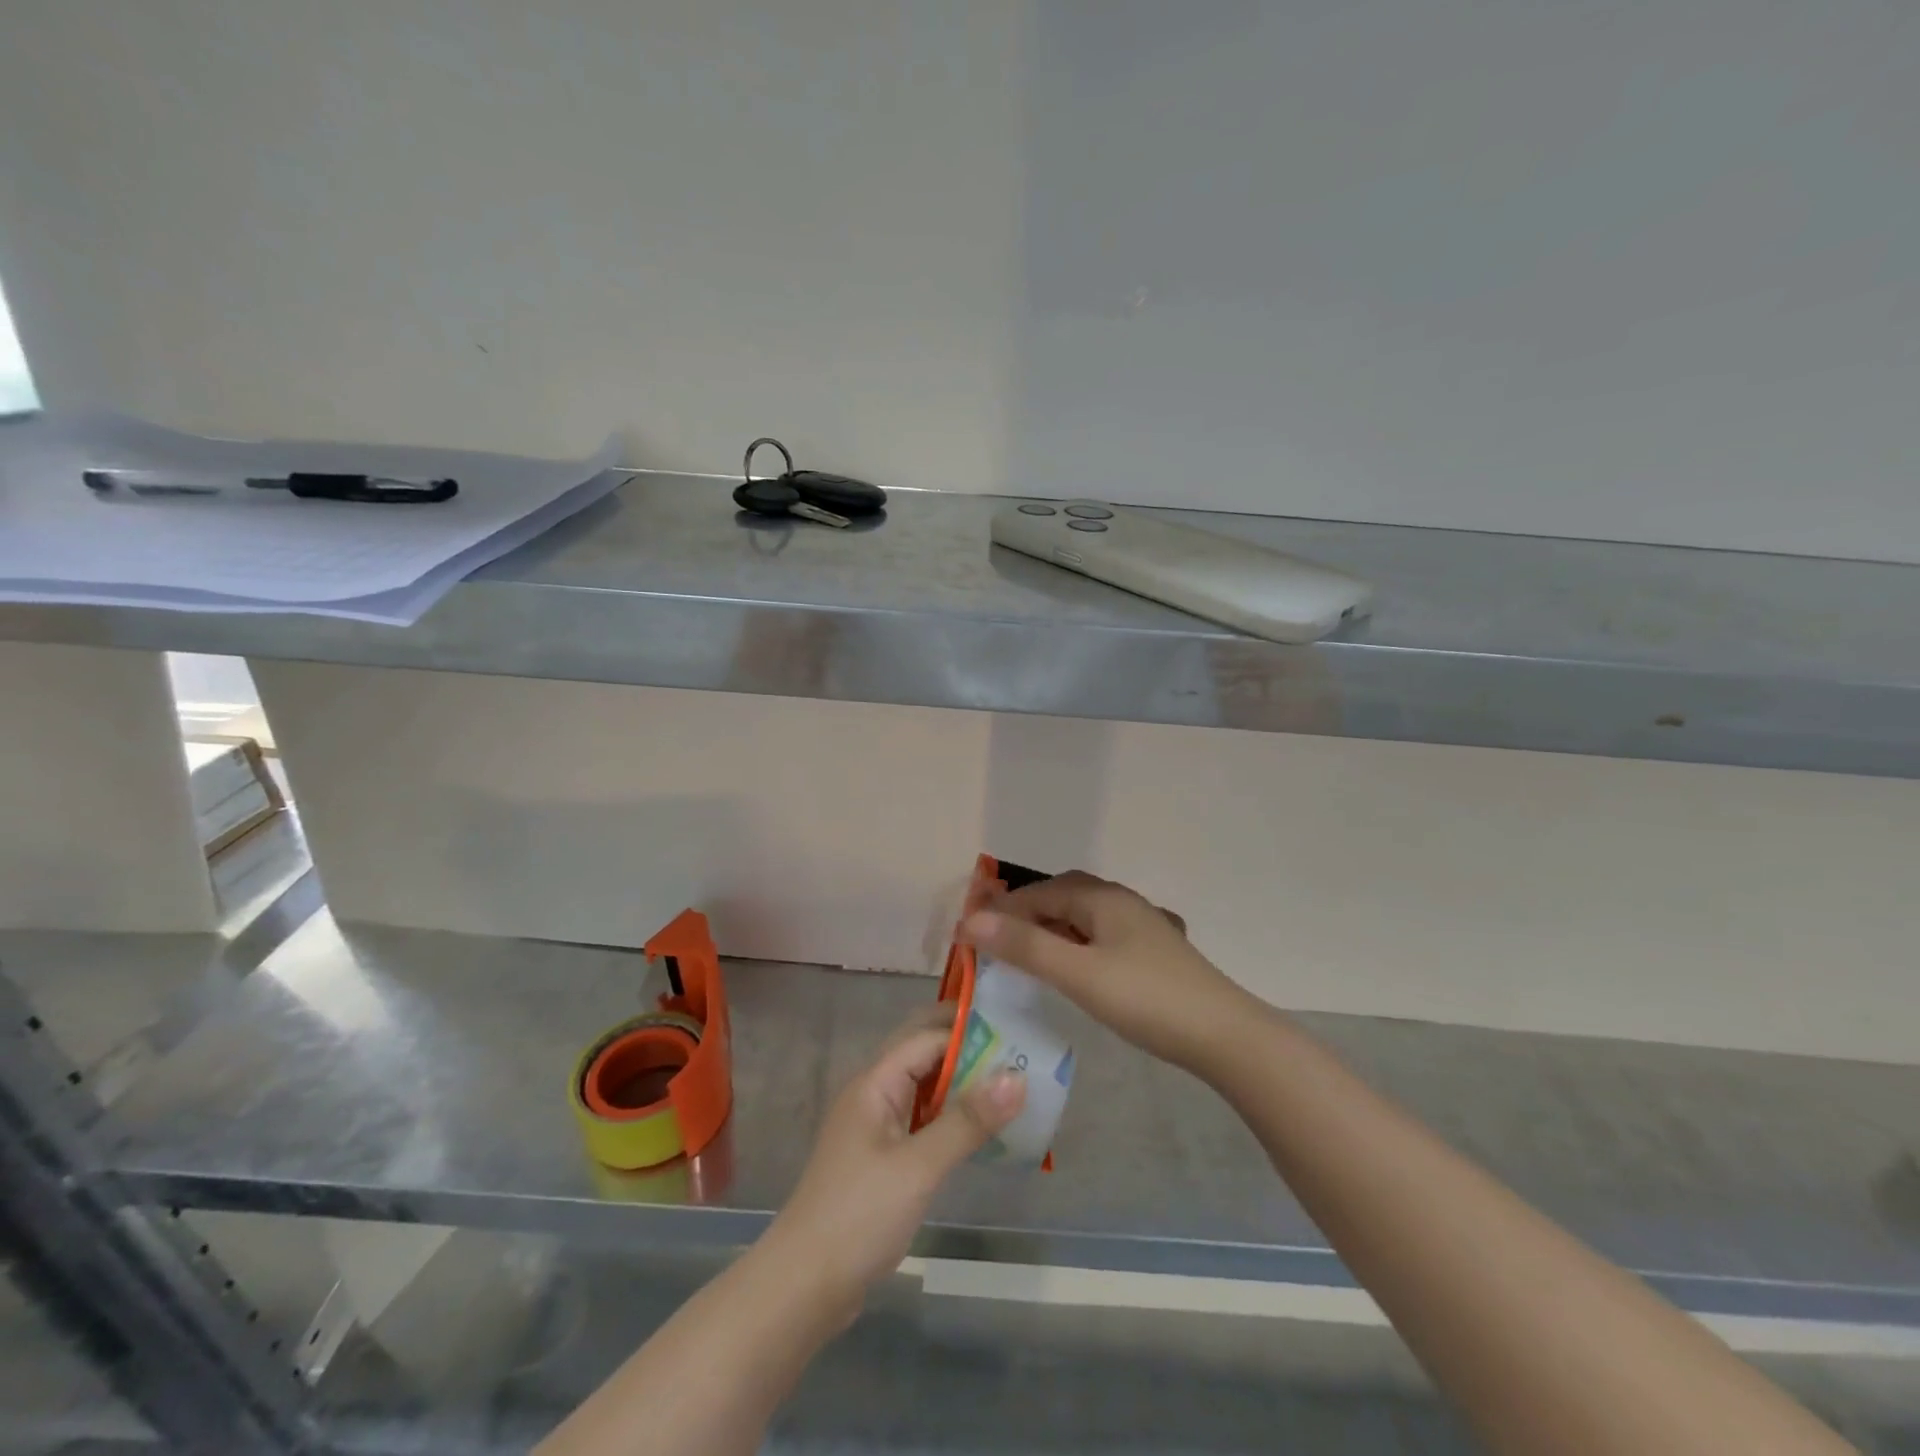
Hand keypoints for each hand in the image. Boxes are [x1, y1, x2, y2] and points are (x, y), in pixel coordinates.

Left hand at [763, 1006, 1024, 1312]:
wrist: (803, 1286)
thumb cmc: (858, 1216)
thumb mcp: (919, 1167)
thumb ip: (967, 1121)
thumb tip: (1016, 1076)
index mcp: (875, 1083)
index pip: (927, 1038)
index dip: (968, 1031)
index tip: (1015, 1031)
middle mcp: (874, 1094)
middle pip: (923, 1055)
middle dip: (965, 1049)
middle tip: (1017, 1052)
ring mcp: (876, 1127)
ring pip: (924, 1088)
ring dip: (961, 1083)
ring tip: (1011, 1085)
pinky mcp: (882, 1159)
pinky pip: (922, 1120)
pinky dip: (951, 1117)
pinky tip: (981, 1130)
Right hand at [962, 870, 1247, 1074]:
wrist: (1225, 1036)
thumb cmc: (1146, 999)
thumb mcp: (1078, 973)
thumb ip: (1026, 946)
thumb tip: (972, 919)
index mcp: (1103, 898)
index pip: (1040, 891)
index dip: (1003, 908)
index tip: (970, 931)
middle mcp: (1122, 902)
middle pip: (1063, 896)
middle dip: (1026, 912)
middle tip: (995, 939)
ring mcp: (1143, 926)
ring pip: (1084, 916)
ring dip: (1051, 927)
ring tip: (1026, 952)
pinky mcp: (1155, 952)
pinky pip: (1102, 935)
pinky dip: (1076, 943)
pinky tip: (1075, 965)